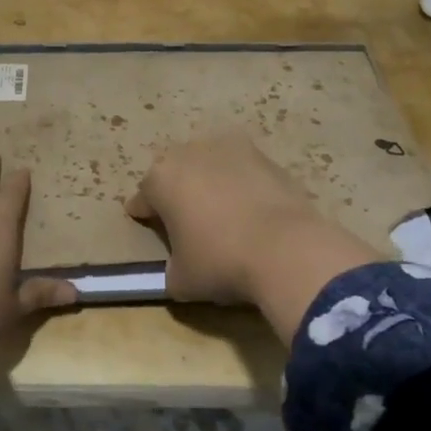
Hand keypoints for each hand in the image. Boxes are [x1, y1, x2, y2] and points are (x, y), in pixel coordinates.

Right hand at [126, 132, 387, 340]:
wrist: (286, 249)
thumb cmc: (220, 262)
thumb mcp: (181, 280)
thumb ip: (172, 267)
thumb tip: (179, 266)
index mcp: (161, 179)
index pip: (143, 196)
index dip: (143, 212)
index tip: (144, 222)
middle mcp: (190, 153)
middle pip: (175, 172)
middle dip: (177, 190)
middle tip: (184, 216)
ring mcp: (230, 149)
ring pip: (210, 164)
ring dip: (209, 181)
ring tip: (220, 209)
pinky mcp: (266, 156)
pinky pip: (243, 170)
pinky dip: (241, 185)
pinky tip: (250, 208)